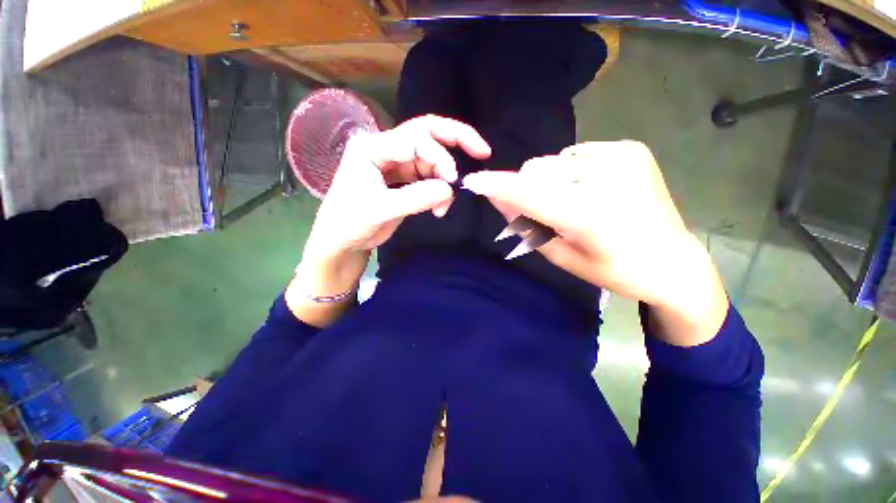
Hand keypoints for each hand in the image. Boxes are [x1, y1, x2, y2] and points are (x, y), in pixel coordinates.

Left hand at [289, 115, 490, 326]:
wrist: (342, 241)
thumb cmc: (349, 223)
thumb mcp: (380, 210)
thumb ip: (415, 198)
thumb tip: (450, 189)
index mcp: (373, 148)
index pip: (414, 139)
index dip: (439, 155)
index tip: (453, 179)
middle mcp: (387, 150)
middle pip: (426, 135)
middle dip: (456, 140)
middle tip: (482, 151)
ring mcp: (397, 165)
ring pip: (432, 160)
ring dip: (445, 177)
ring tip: (447, 202)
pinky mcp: (405, 181)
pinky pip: (430, 178)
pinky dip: (440, 190)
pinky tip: (440, 207)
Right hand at [462, 141, 727, 345]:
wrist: (671, 261)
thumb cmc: (612, 270)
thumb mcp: (560, 256)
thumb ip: (525, 225)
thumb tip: (497, 197)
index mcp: (588, 214)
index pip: (527, 193)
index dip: (497, 185)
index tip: (473, 181)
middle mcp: (605, 177)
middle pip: (536, 170)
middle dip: (528, 188)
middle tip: (545, 212)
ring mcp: (621, 157)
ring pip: (553, 161)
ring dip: (549, 181)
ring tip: (573, 201)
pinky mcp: (630, 148)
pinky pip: (576, 154)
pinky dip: (571, 171)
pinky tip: (592, 189)